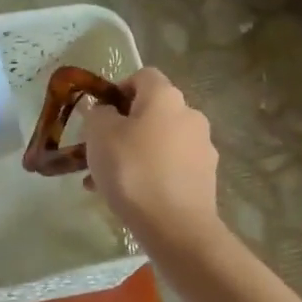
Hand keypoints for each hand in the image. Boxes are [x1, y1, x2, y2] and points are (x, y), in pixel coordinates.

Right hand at [79, 66, 219, 241]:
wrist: (175, 226)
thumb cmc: (132, 170)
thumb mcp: (99, 135)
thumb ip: (97, 114)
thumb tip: (103, 109)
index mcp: (166, 97)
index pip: (142, 76)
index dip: (118, 89)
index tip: (99, 114)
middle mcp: (190, 115)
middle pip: (151, 112)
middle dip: (123, 128)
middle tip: (98, 151)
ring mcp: (202, 147)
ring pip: (158, 142)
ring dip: (134, 153)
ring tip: (106, 181)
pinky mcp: (205, 177)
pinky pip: (170, 166)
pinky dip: (150, 173)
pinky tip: (129, 197)